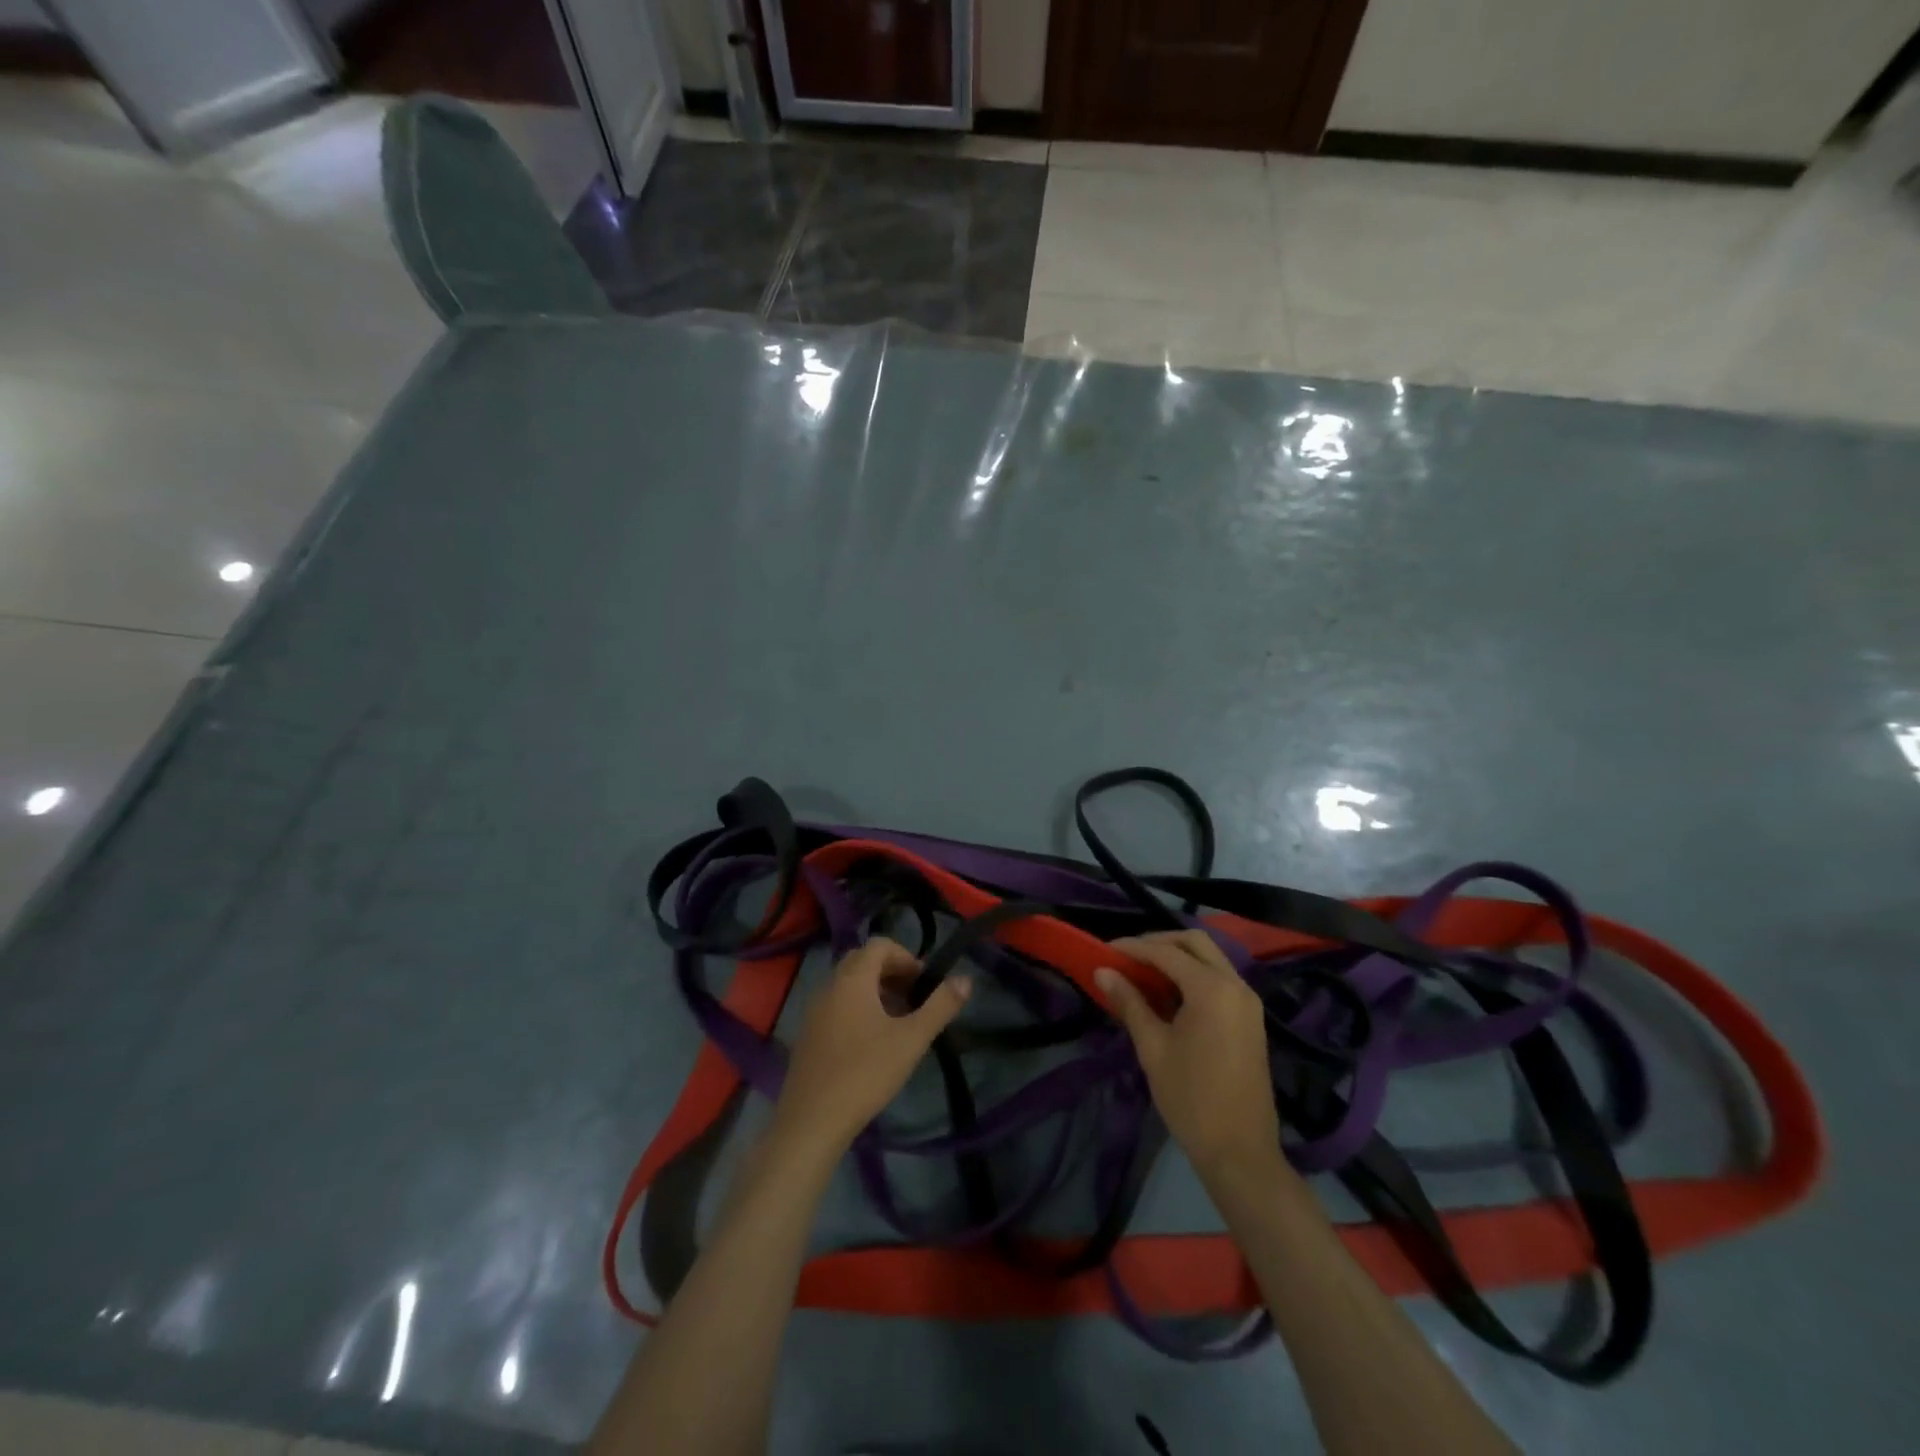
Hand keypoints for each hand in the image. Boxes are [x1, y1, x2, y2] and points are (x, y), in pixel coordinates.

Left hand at [772, 937, 972, 1159]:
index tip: (924, 984)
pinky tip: (872, 1043)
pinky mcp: (808, 1035)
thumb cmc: (865, 1073)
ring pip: (848, 984)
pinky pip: (837, 1005)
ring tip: (898, 1022)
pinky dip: (858, 1008)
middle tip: (914, 999)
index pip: (879, 945)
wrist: (812, 1122)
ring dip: (875, 991)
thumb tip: (966, 979)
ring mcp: (814, 1011)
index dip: (906, 957)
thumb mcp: (911, 1039)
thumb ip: (940, 1006)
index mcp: (852, 979)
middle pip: (862, 961)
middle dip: (891, 972)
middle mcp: (829, 986)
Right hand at [1096, 931, 1281, 1178]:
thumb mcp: (1153, 1048)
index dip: (1133, 948)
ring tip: (1142, 972)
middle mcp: (1236, 984)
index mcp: (1212, 989)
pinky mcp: (1250, 1017)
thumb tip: (1103, 971)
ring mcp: (1247, 1001)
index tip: (1105, 950)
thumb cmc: (1190, 1099)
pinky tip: (1168, 993)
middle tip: (1127, 956)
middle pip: (1195, 942)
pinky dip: (1193, 975)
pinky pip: (1219, 979)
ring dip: (1177, 957)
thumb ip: (1129, 1002)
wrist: (1240, 1152)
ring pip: (1210, 958)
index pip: (1167, 952)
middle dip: (1159, 942)